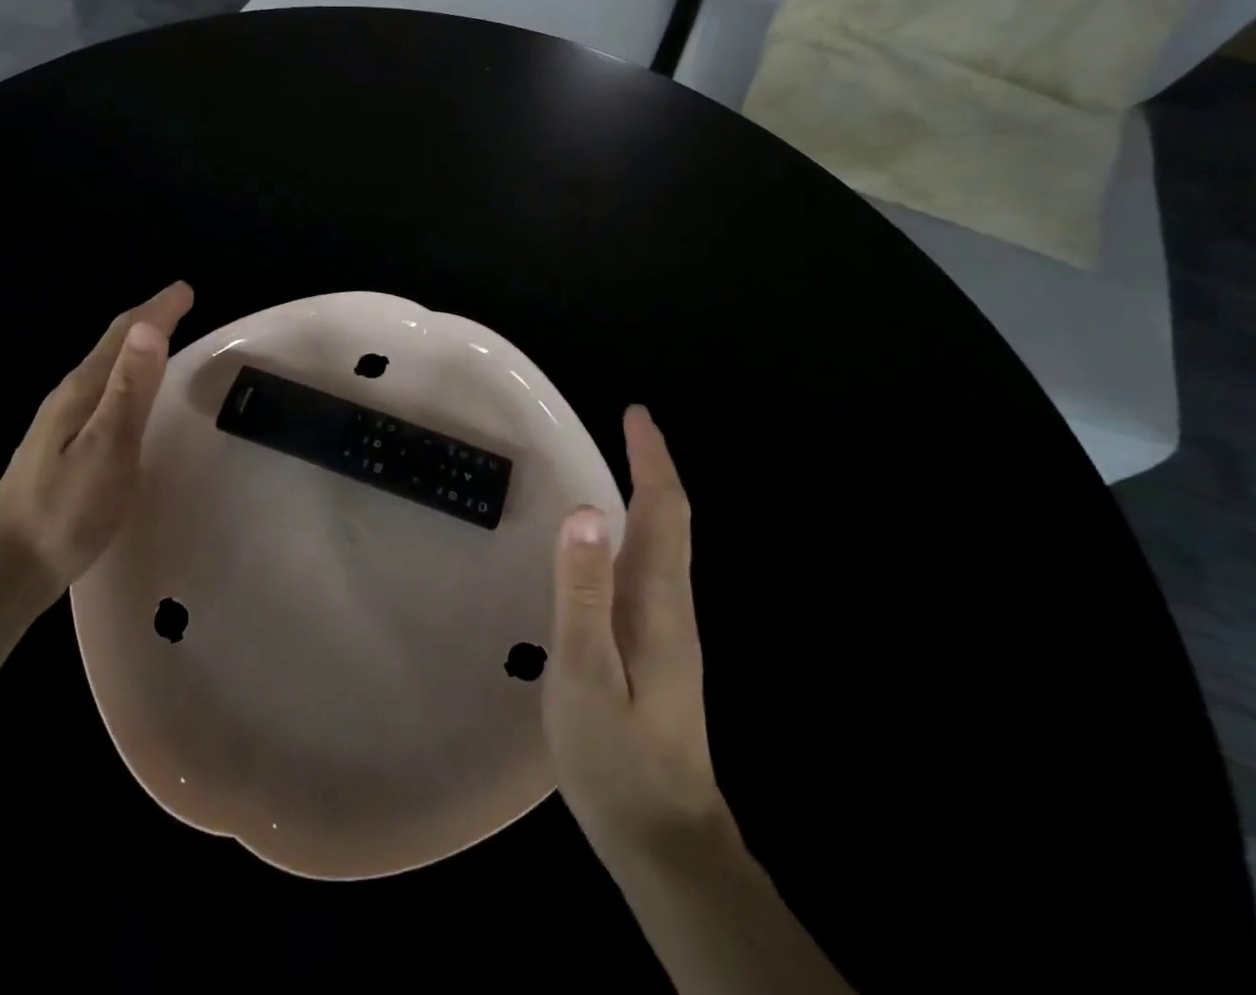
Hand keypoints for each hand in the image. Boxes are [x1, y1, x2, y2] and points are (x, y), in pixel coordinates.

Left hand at [0, 282, 193, 619]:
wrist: (7, 567)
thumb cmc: (65, 509)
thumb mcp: (108, 447)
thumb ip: (130, 389)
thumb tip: (150, 325)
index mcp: (83, 390)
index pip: (124, 335)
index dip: (157, 309)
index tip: (185, 289)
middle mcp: (70, 396)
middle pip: (112, 346)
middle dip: (148, 320)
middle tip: (180, 307)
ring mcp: (62, 422)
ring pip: (106, 370)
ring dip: (136, 348)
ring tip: (162, 340)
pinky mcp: (62, 446)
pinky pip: (102, 393)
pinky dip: (126, 379)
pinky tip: (128, 398)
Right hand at [544, 405, 726, 866]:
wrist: (665, 841)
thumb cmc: (617, 756)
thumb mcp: (585, 672)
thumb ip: (582, 593)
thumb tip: (583, 511)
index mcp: (659, 602)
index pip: (664, 512)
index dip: (652, 460)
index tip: (636, 415)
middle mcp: (672, 607)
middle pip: (669, 522)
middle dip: (651, 469)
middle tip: (625, 429)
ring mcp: (669, 632)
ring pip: (662, 546)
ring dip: (645, 498)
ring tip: (617, 469)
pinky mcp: (657, 652)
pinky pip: (647, 570)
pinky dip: (635, 534)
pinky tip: (607, 547)